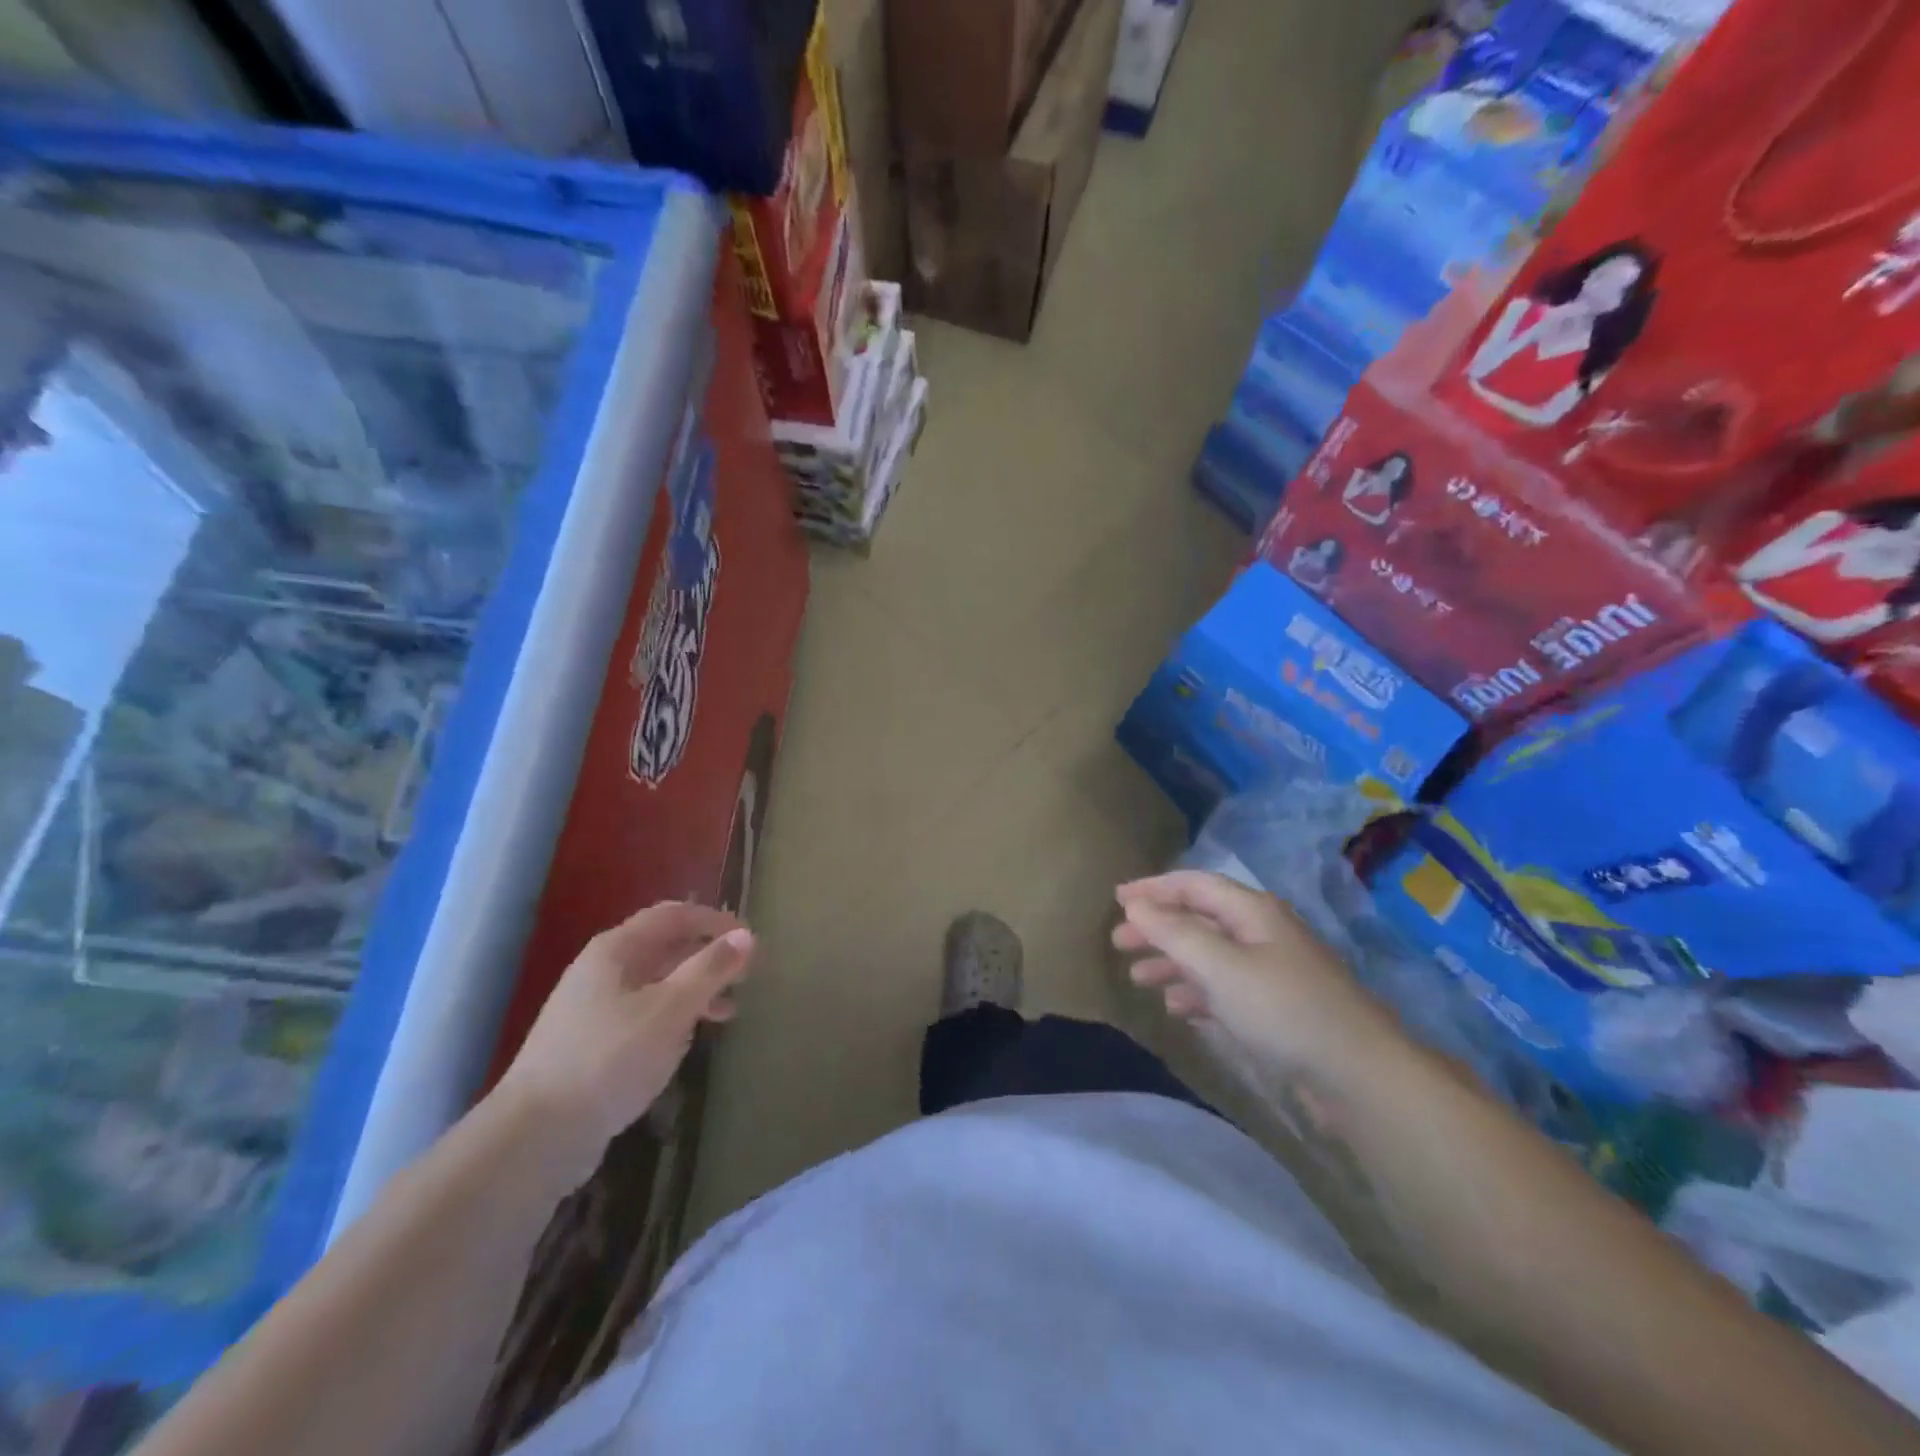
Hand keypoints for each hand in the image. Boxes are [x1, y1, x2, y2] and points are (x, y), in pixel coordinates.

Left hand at [497, 903, 755, 1172]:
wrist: (535, 1135)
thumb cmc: (609, 1059)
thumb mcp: (670, 1009)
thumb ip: (710, 969)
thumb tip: (745, 935)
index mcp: (617, 949)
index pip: (675, 915)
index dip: (716, 921)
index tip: (751, 941)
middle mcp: (603, 969)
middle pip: (665, 947)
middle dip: (708, 956)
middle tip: (747, 976)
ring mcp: (593, 1008)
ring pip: (656, 983)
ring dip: (695, 989)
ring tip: (728, 1011)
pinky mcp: (592, 1044)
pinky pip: (644, 1014)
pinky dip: (674, 1017)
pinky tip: (689, 1039)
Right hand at [1112, 871, 1401, 1083]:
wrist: (1357, 1074)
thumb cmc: (1282, 1008)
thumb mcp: (1220, 966)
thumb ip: (1174, 932)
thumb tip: (1135, 904)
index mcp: (1252, 911)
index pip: (1194, 884)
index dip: (1154, 888)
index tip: (1117, 899)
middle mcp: (1261, 932)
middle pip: (1199, 919)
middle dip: (1158, 928)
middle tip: (1119, 943)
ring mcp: (1271, 970)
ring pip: (1210, 955)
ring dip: (1172, 962)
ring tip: (1139, 979)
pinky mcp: (1277, 1007)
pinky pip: (1225, 987)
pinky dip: (1197, 992)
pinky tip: (1177, 1009)